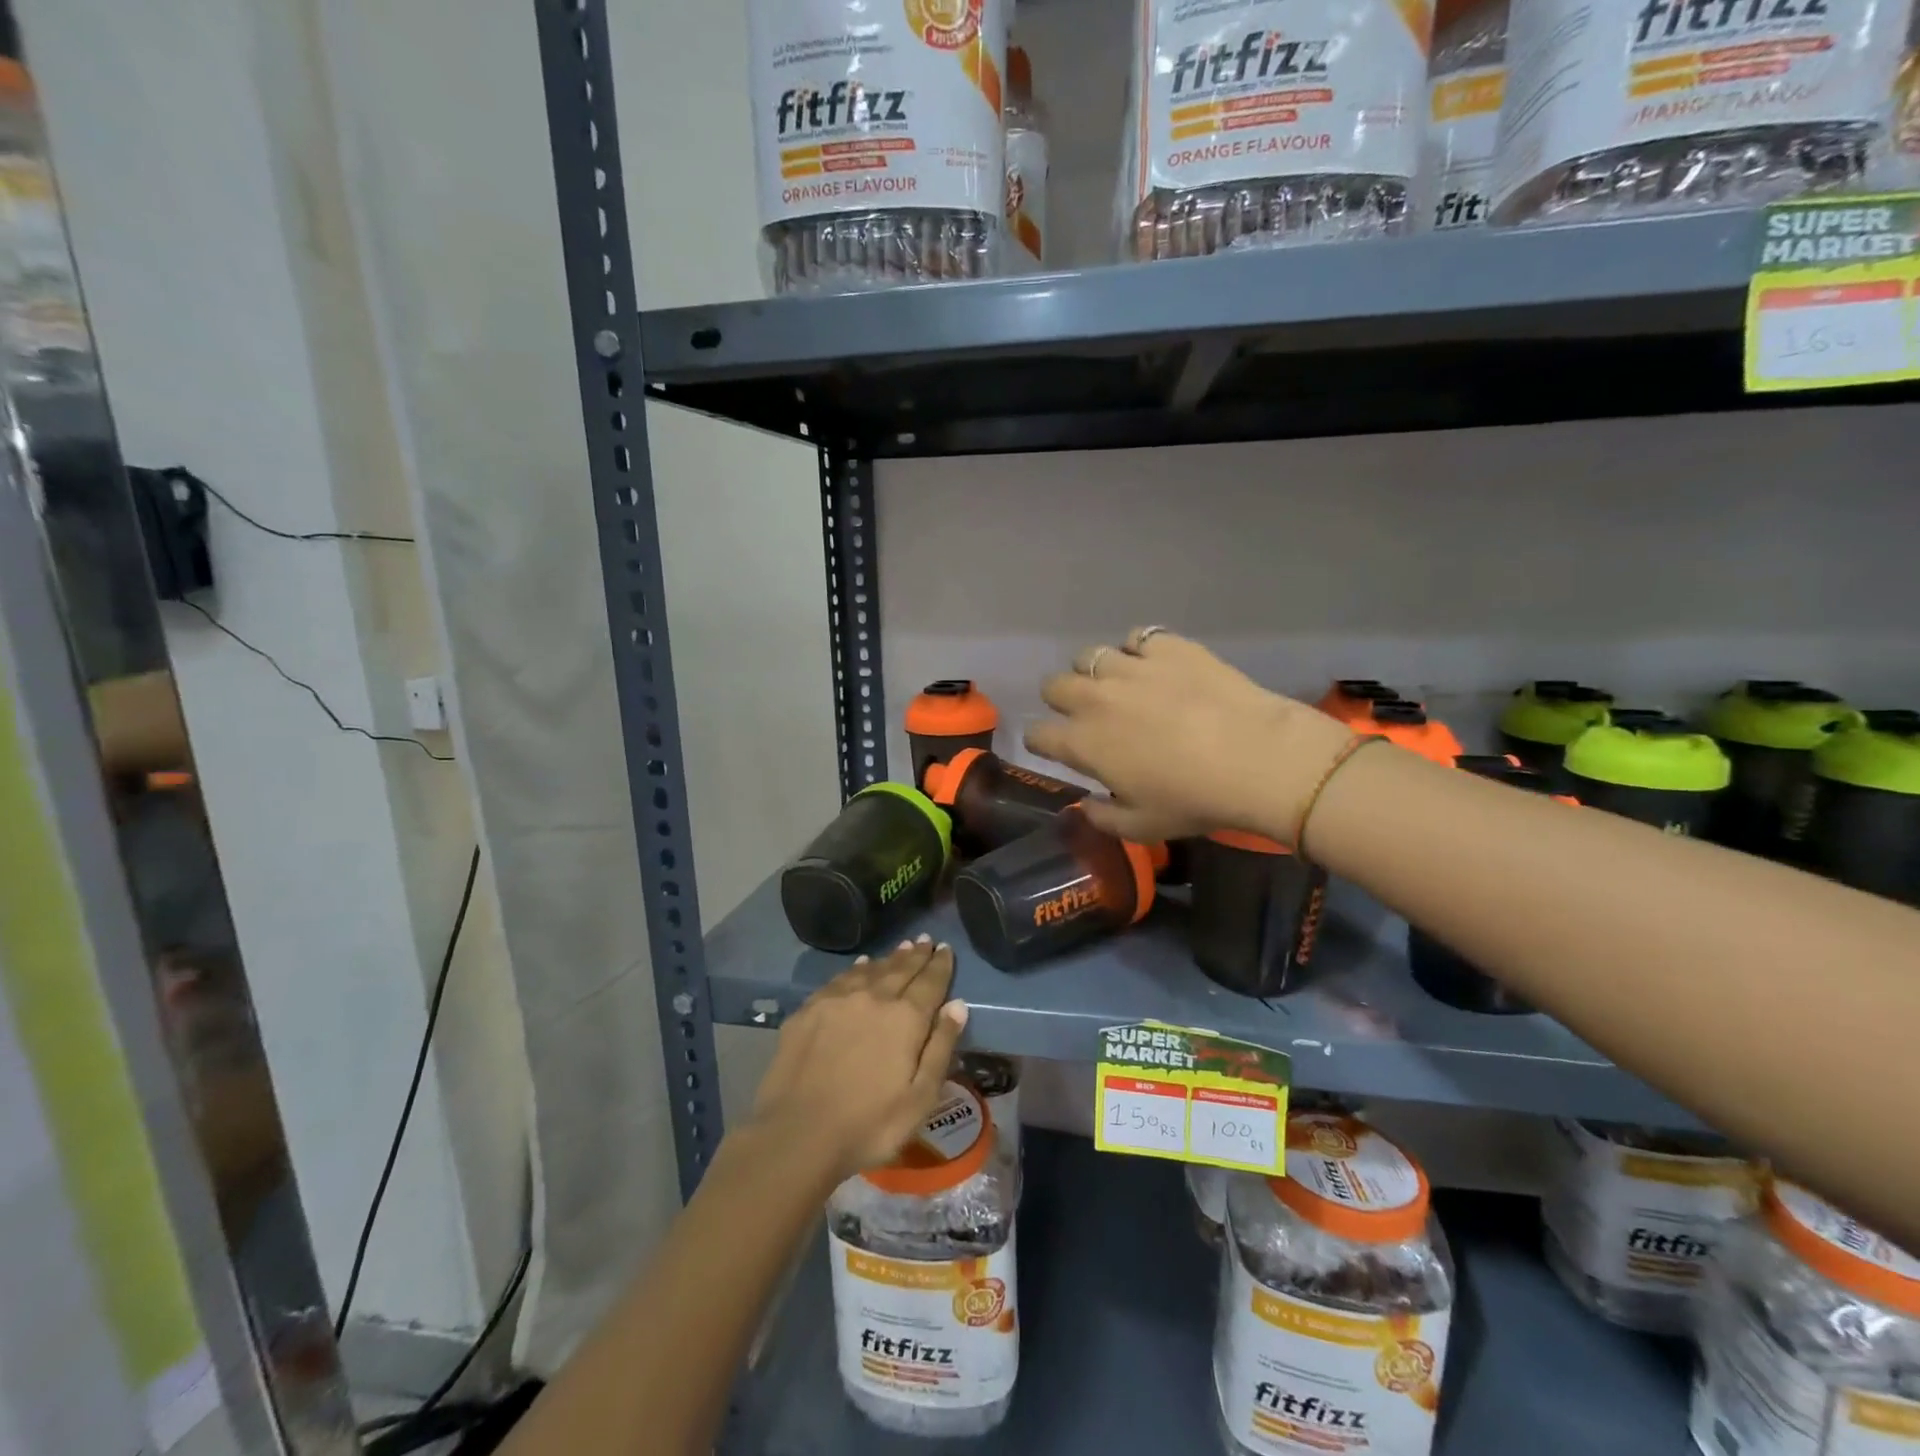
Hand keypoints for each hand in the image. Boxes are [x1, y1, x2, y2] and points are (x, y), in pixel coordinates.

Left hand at [748, 937, 969, 1183]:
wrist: (797, 1135)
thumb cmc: (869, 1125)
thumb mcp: (920, 1097)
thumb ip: (940, 1047)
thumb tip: (957, 1004)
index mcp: (906, 1018)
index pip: (930, 982)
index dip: (940, 964)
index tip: (946, 948)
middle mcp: (874, 998)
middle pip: (900, 969)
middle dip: (916, 954)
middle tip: (926, 940)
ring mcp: (838, 1000)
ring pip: (870, 969)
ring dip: (889, 958)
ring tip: (901, 947)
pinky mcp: (809, 1010)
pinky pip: (840, 979)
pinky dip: (856, 968)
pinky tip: (860, 966)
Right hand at [1024, 629, 1350, 844]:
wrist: (1257, 758)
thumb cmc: (1195, 800)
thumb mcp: (1143, 827)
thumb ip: (1102, 817)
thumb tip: (1085, 805)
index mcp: (1083, 743)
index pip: (1037, 734)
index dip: (1042, 742)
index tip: (1056, 748)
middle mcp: (1095, 698)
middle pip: (1054, 686)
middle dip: (1061, 700)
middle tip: (1087, 715)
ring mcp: (1130, 666)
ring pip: (1089, 656)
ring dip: (1096, 673)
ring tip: (1119, 686)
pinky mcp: (1166, 646)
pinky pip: (1136, 638)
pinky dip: (1137, 651)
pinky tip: (1155, 666)